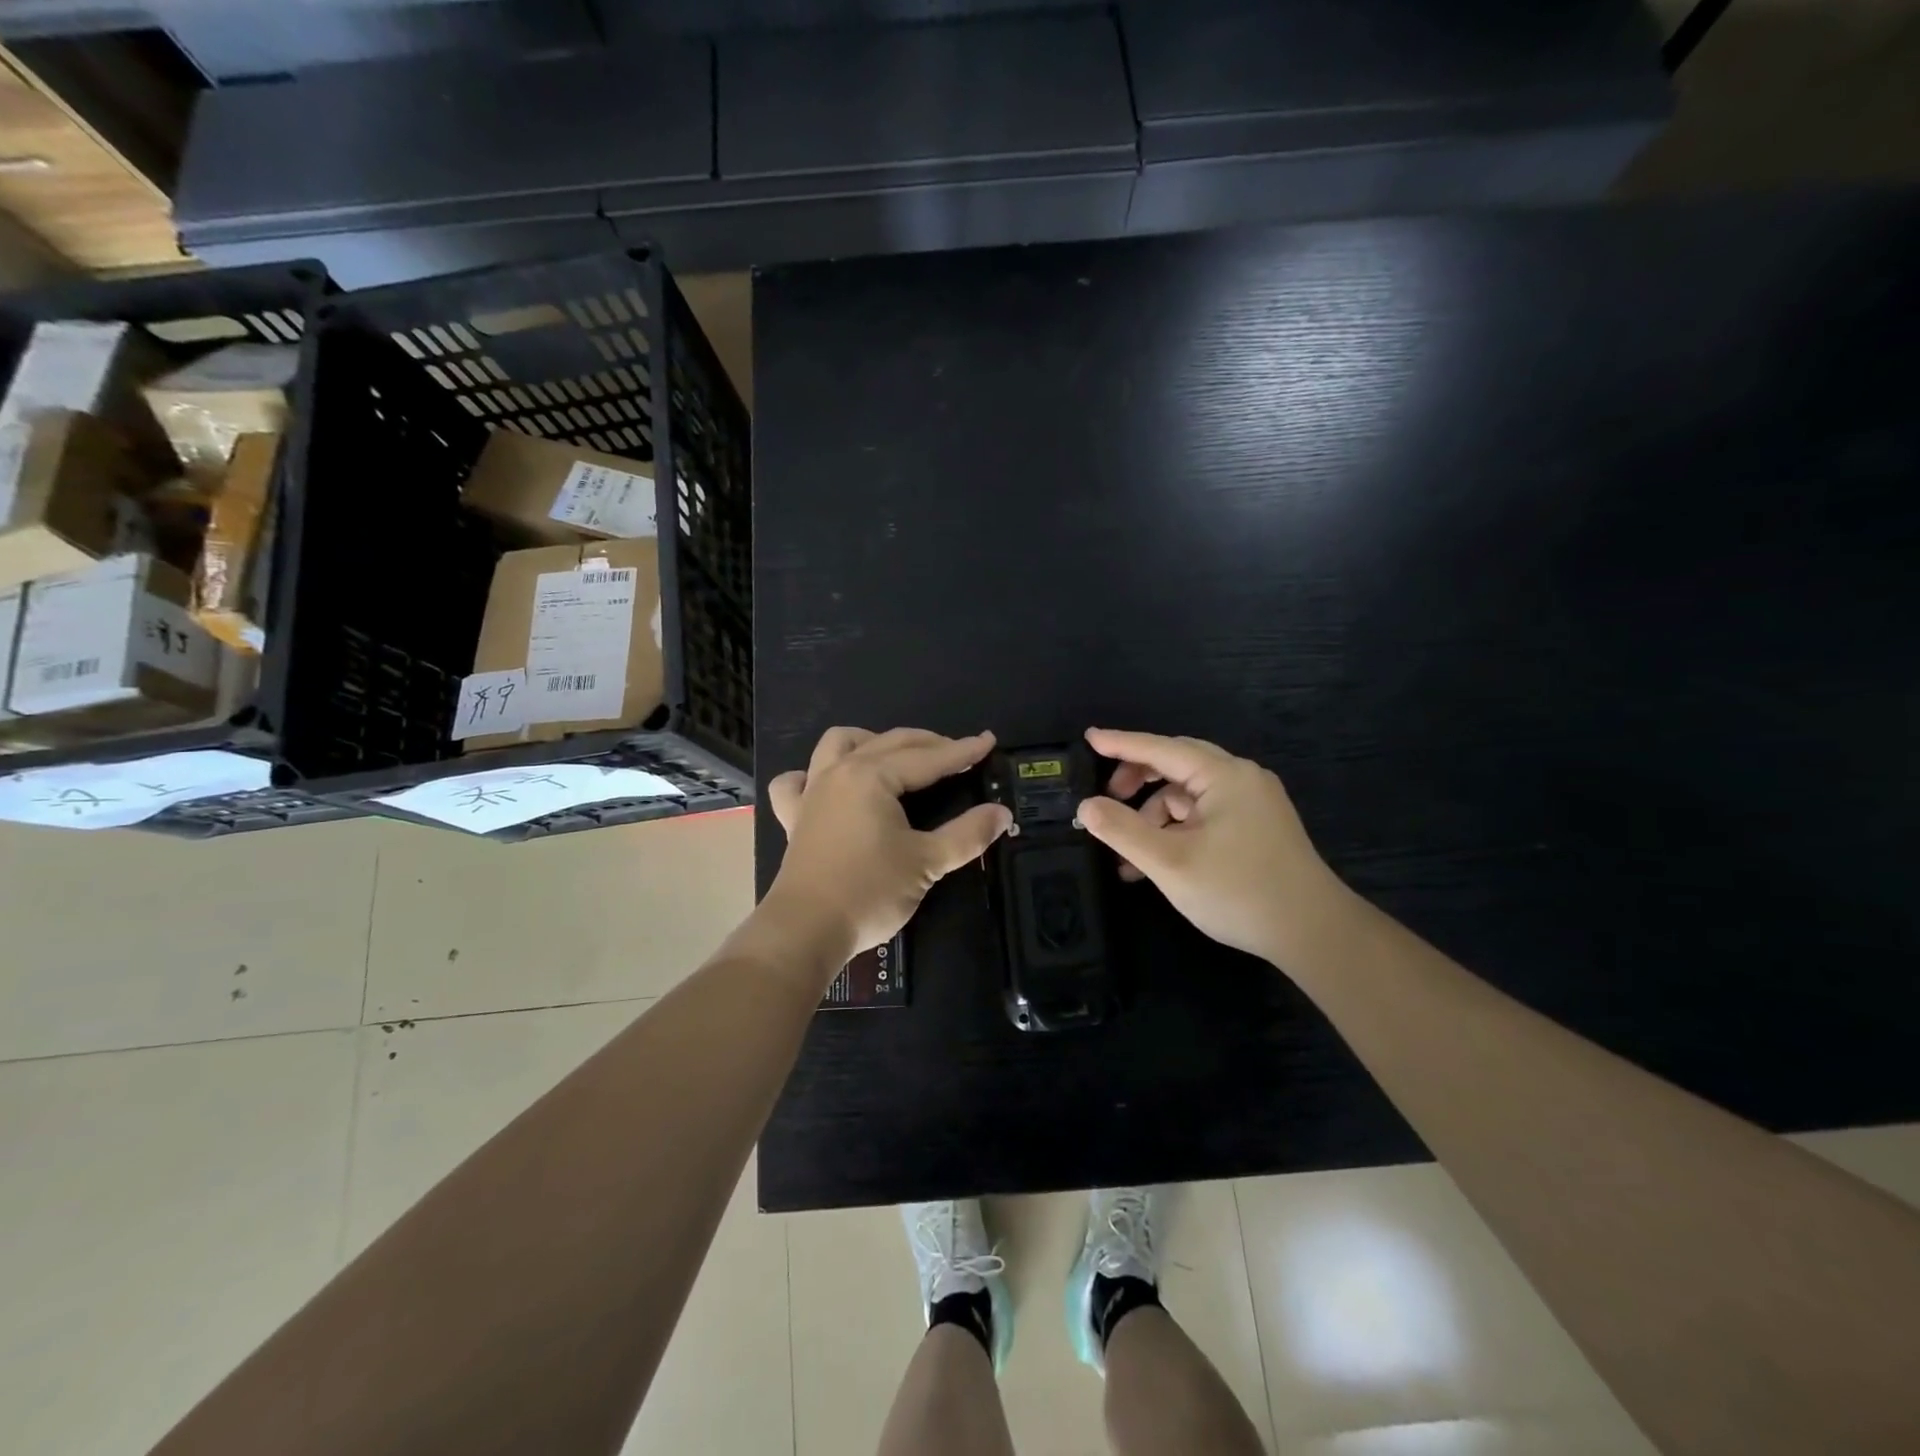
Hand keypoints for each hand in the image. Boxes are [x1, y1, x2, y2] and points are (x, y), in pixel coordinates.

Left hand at [764, 726, 1012, 960]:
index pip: (927, 758)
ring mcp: (812, 792)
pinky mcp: (794, 817)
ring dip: (870, 741)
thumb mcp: (927, 862)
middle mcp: (840, 772)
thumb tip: (1001, 813)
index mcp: (872, 776)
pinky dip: (812, 775)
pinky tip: (827, 785)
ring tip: (895, 757)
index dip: (962, 751)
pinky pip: (797, 781)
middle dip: (928, 743)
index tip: (988, 742)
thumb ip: (967, 834)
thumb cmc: (869, 891)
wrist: (806, 929)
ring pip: (838, 744)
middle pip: (889, 743)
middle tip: (959, 753)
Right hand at [1076, 728, 1349, 967]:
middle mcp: (1241, 779)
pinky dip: (1177, 831)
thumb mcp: (1169, 862)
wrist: (1313, 934)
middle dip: (1136, 781)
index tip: (1088, 738)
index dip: (1121, 743)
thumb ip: (1122, 830)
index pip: (1161, 748)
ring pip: (1189, 795)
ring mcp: (1254, 804)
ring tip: (1128, 857)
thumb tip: (1086, 806)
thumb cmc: (1238, 891)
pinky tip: (1157, 864)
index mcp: (1224, 776)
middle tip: (1105, 801)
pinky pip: (1205, 815)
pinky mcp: (1258, 828)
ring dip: (1154, 817)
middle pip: (1176, 765)